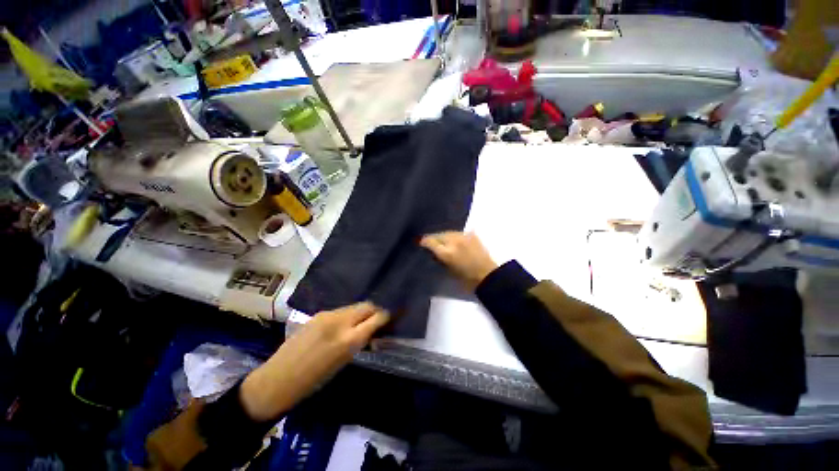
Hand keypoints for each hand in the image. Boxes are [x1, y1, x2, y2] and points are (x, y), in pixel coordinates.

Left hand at [240, 303, 388, 420]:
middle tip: (376, 321)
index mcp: (348, 340)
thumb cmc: (313, 382)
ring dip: (360, 313)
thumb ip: (359, 343)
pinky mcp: (318, 314)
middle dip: (375, 311)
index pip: (376, 318)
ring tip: (358, 326)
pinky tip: (341, 327)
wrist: (277, 380)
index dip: (385, 317)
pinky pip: (340, 311)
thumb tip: (371, 331)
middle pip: (366, 305)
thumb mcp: (342, 363)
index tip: (388, 320)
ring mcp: (327, 315)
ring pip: (353, 307)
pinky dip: (347, 316)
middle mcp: (340, 322)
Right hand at [420, 231, 498, 289]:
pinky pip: (459, 233)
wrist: (488, 275)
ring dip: (444, 236)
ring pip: (448, 232)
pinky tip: (454, 240)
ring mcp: (464, 236)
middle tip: (430, 242)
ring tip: (442, 241)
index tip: (420, 242)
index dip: (423, 241)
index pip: (430, 242)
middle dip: (433, 238)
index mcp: (447, 253)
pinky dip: (455, 236)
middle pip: (439, 235)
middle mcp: (454, 241)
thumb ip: (439, 258)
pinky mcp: (472, 235)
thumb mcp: (448, 271)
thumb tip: (433, 252)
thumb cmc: (466, 279)